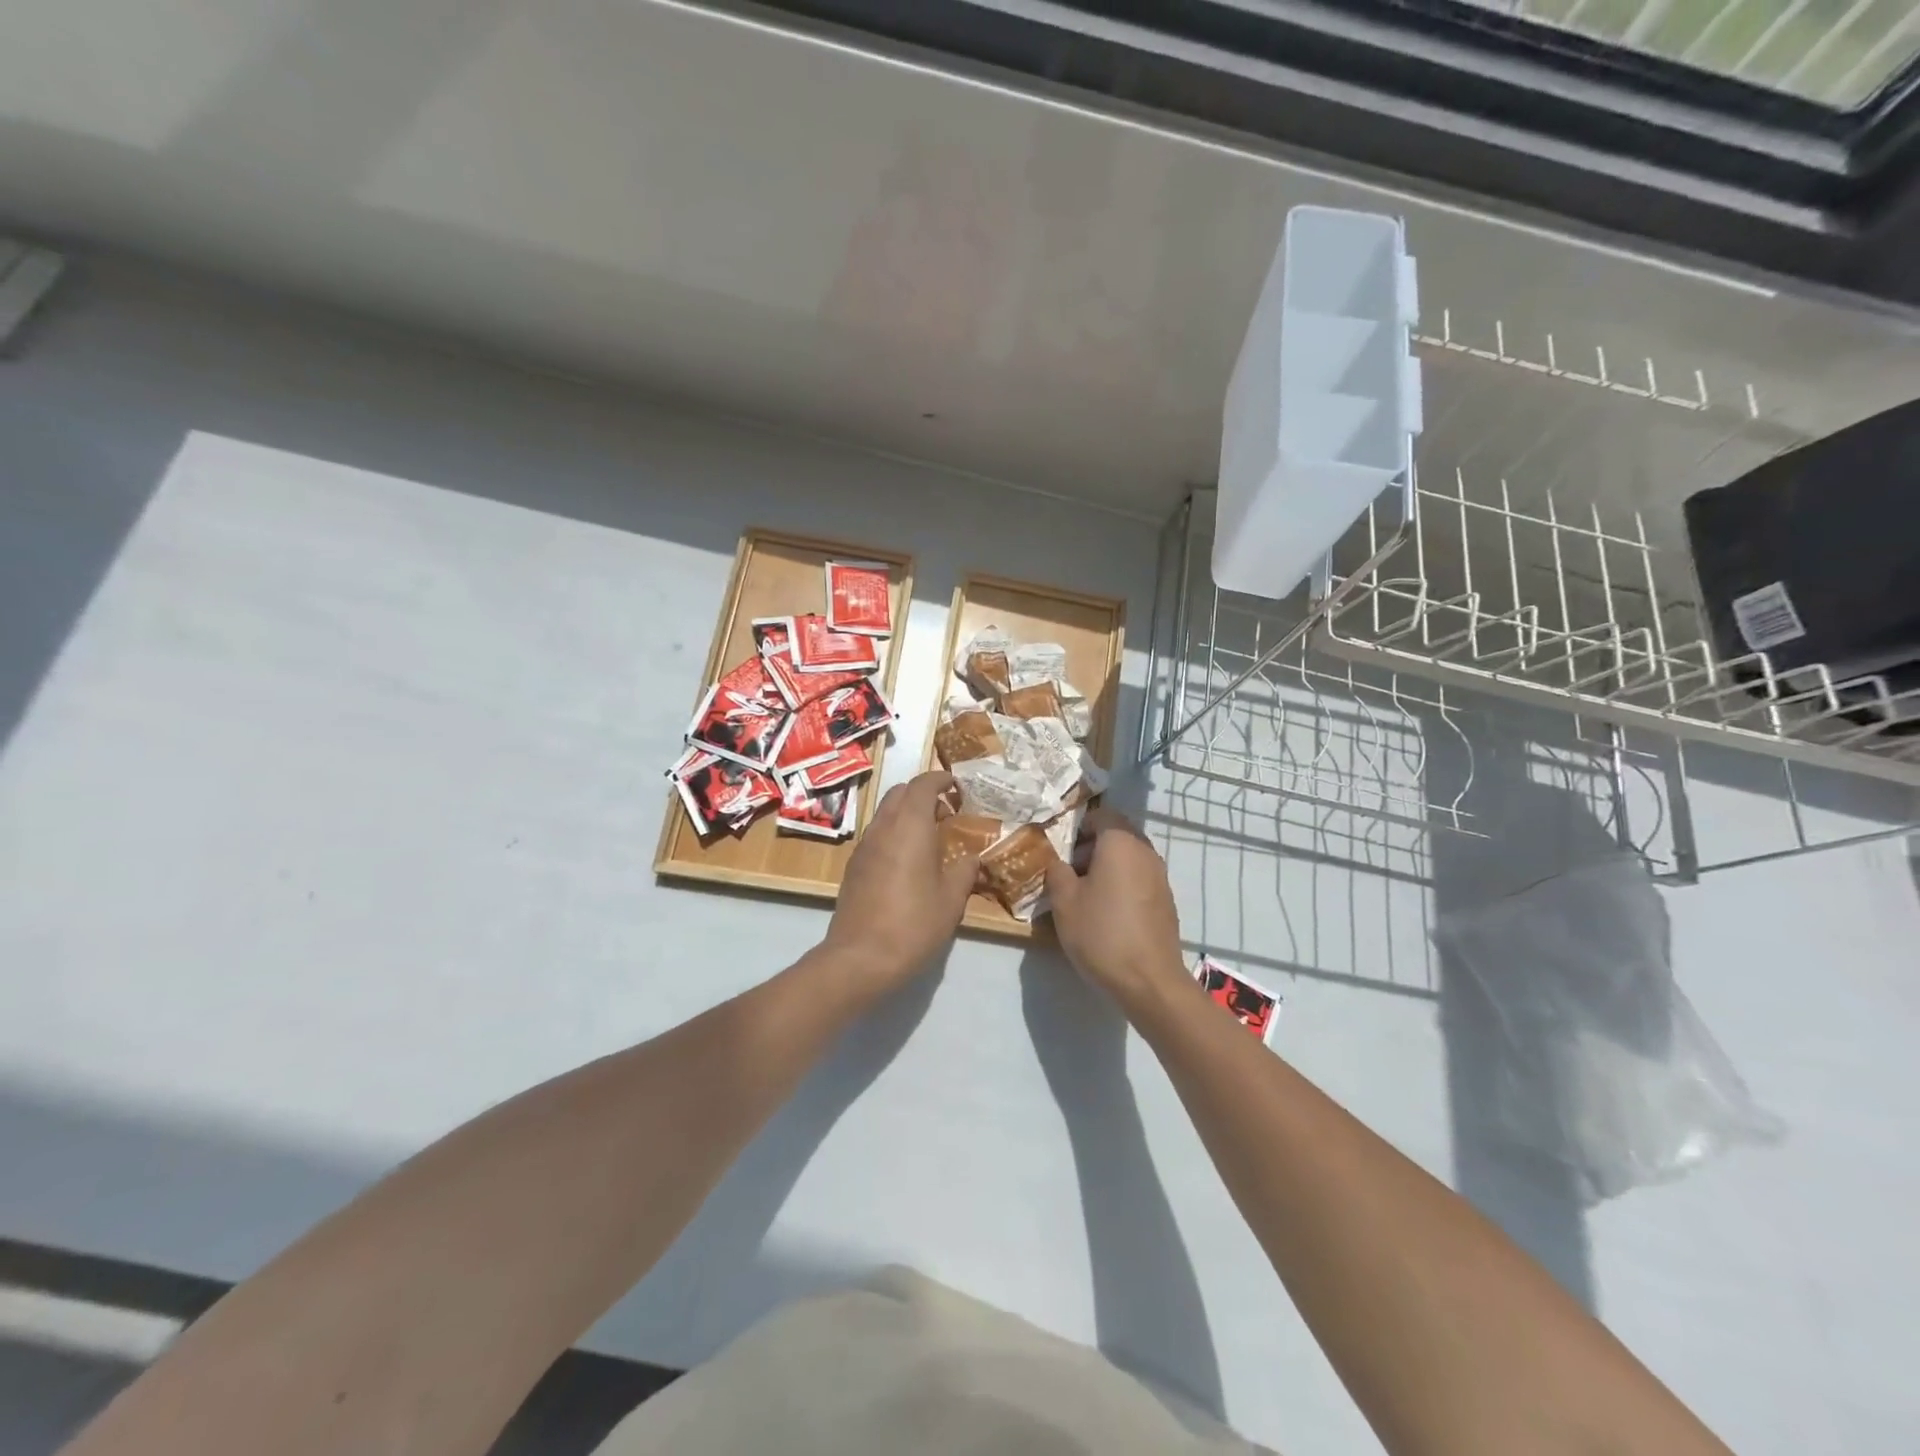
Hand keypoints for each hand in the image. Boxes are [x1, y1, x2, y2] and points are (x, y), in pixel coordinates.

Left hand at [822, 771, 976, 993]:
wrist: (860, 958)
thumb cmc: (913, 924)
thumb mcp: (951, 900)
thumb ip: (964, 871)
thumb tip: (971, 858)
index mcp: (910, 826)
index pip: (922, 785)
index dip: (940, 779)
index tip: (956, 785)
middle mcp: (883, 828)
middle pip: (900, 793)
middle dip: (922, 794)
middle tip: (946, 812)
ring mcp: (864, 847)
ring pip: (885, 813)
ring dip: (907, 814)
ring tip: (930, 837)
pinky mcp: (853, 867)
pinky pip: (876, 835)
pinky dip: (894, 833)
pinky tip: (908, 861)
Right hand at [1045, 808, 1189, 1019]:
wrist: (1149, 980)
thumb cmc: (1101, 933)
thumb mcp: (1064, 902)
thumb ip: (1057, 871)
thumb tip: (1058, 860)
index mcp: (1120, 843)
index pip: (1102, 814)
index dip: (1079, 824)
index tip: (1062, 846)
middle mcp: (1145, 851)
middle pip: (1117, 834)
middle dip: (1092, 846)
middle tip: (1069, 870)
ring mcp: (1160, 876)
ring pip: (1129, 856)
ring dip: (1107, 865)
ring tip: (1085, 893)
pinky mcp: (1166, 900)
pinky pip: (1139, 877)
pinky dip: (1122, 883)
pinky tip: (1107, 911)